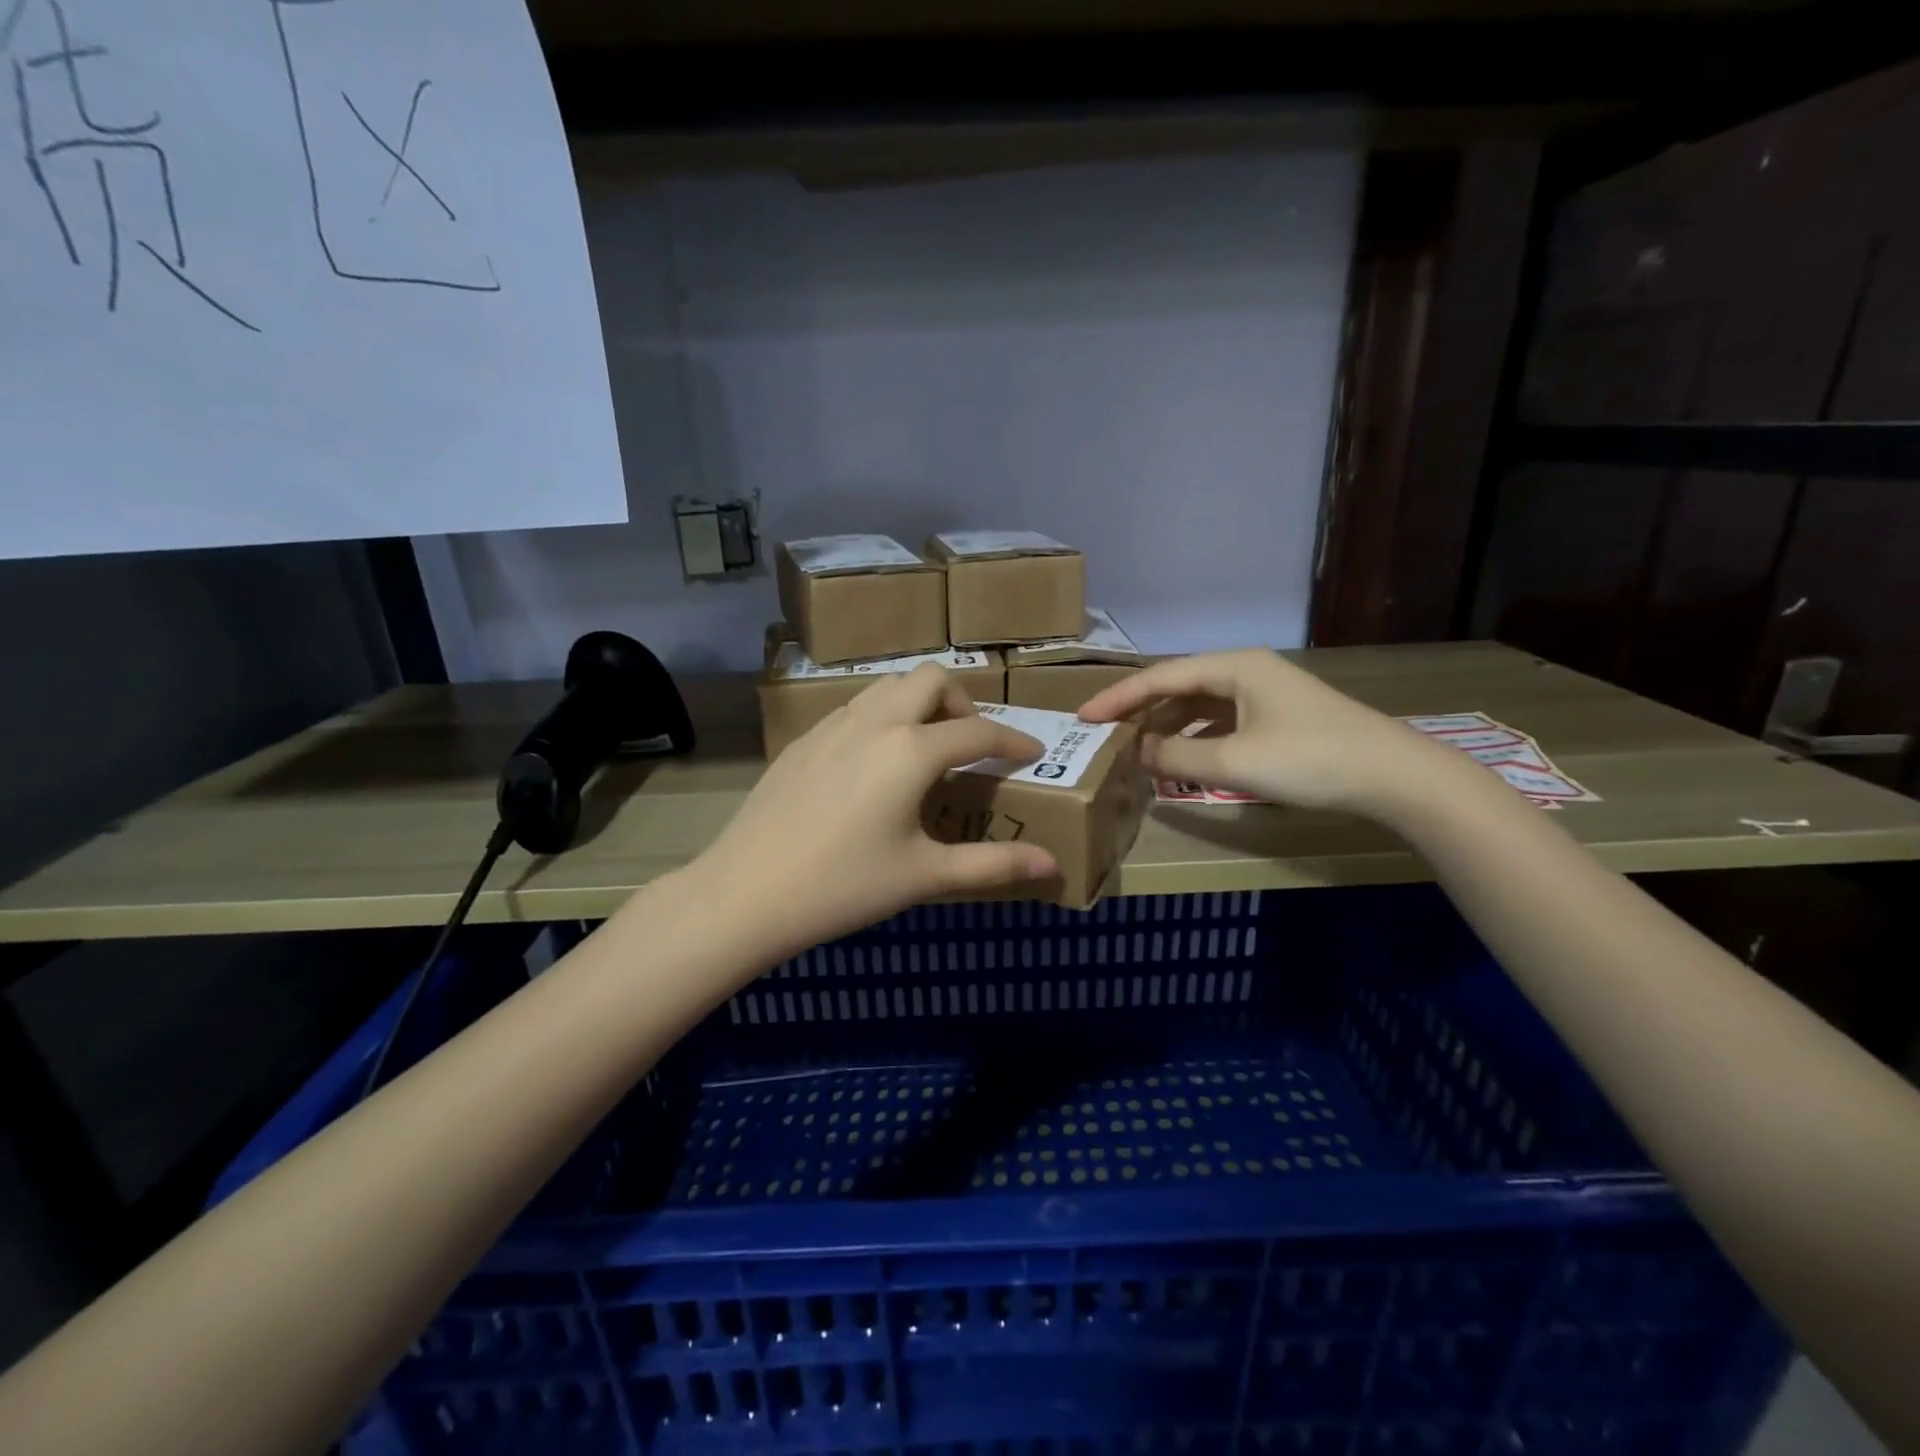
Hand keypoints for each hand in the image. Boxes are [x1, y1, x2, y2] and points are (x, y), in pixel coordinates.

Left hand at [691, 664, 1058, 958]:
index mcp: (911, 751)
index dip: (1013, 742)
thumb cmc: (844, 886)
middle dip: (961, 703)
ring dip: (918, 704)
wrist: (746, 893)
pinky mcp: (802, 740)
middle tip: (969, 746)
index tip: (1032, 754)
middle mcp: (875, 722)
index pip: (978, 733)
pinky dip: (882, 719)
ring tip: (924, 750)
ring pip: (887, 687)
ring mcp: (832, 726)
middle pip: (930, 679)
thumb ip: (994, 866)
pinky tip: (873, 766)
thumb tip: (1052, 865)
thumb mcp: (925, 876)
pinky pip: (855, 708)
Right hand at [1076, 649, 1448, 816]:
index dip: (1118, 698)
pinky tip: (1183, 760)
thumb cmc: (1310, 759)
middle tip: (1104, 736)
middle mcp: (1245, 671)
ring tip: (1136, 753)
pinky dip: (1195, 739)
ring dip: (1167, 728)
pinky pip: (1220, 722)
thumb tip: (1136, 754)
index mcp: (1233, 666)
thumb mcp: (1234, 761)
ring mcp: (1264, 694)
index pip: (1160, 677)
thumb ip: (1176, 757)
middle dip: (1140, 713)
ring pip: (1199, 706)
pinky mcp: (1277, 718)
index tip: (1083, 718)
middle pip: (1178, 687)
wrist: (1394, 776)